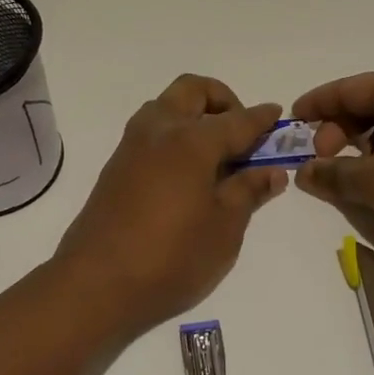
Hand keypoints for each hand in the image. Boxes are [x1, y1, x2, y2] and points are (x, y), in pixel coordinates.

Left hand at [57, 75, 288, 338]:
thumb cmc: (171, 257)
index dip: (261, 119)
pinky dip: (174, 135)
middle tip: (241, 132)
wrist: (96, 284)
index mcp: (191, 141)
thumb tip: (271, 172)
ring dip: (194, 115)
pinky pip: (151, 132)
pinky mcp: (116, 167)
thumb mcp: (224, 228)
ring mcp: (132, 147)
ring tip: (216, 155)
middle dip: (222, 99)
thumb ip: (248, 192)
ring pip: (166, 107)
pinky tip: (188, 172)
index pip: (236, 120)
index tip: (277, 115)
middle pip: (192, 91)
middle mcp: (158, 131)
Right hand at [292, 72, 373, 251]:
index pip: (349, 88)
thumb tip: (304, 172)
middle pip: (371, 104)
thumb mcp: (372, 183)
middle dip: (340, 129)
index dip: (317, 103)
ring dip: (366, 146)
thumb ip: (332, 174)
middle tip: (323, 159)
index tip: (293, 120)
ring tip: (352, 174)